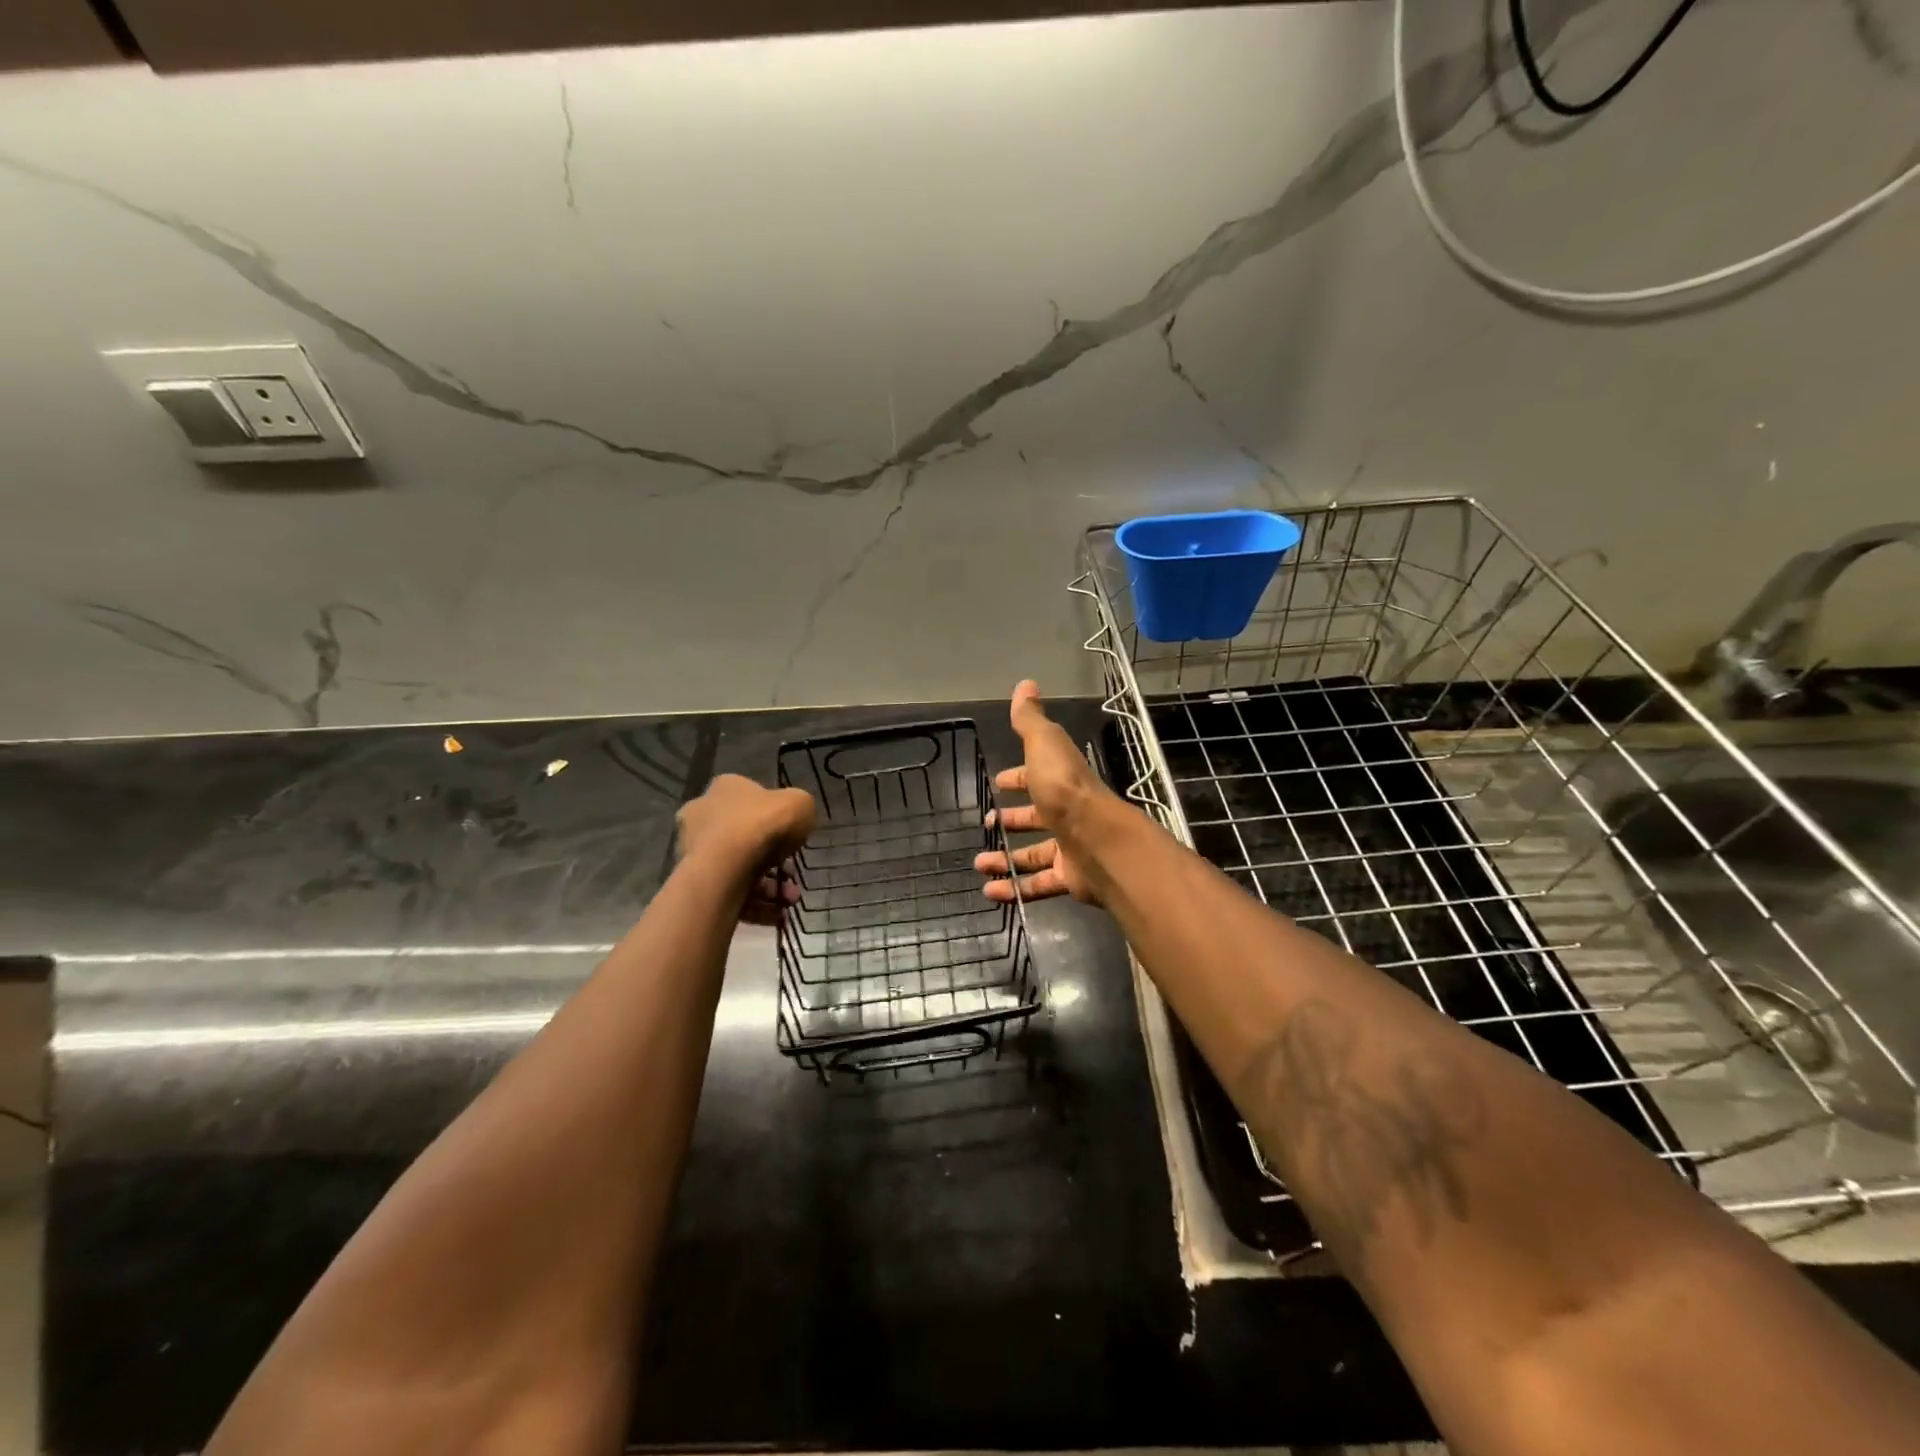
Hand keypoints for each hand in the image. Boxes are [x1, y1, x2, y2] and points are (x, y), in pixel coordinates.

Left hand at [676, 774, 815, 924]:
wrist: (725, 865)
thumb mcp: (799, 804)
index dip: (775, 820)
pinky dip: (756, 905)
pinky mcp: (694, 883)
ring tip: (789, 900)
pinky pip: (731, 893)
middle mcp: (702, 816)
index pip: (751, 800)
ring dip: (770, 888)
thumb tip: (792, 820)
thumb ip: (798, 808)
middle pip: (746, 839)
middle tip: (792, 876)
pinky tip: (777, 915)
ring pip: (740, 869)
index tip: (793, 838)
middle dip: (775, 862)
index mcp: (723, 789)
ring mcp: (693, 851)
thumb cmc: (762, 824)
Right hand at [974, 680, 1119, 906]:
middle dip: (1012, 820)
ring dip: (1006, 859)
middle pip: (1036, 816)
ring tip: (980, 864)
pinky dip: (1015, 889)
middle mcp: (1067, 812)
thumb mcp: (1045, 745)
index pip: (1036, 775)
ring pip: (1034, 854)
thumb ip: (1031, 720)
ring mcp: (1070, 847)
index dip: (1017, 778)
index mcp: (1060, 780)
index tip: (998, 783)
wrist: (1100, 841)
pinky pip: (1038, 884)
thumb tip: (1025, 684)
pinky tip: (992, 891)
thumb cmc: (1066, 789)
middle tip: (987, 824)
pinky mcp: (1069, 877)